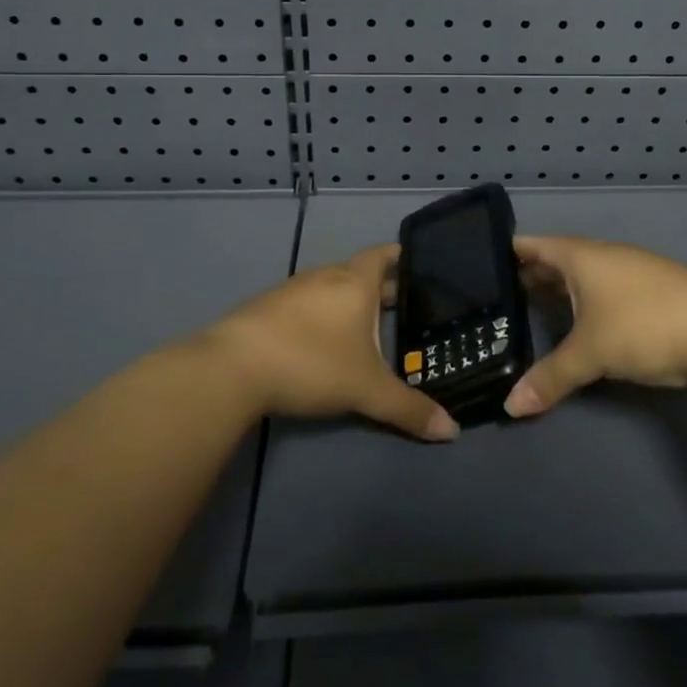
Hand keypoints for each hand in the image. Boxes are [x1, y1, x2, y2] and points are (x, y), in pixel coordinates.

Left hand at [207, 246, 458, 441]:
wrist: (233, 367)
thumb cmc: (312, 363)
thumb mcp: (366, 390)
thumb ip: (408, 409)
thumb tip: (453, 431)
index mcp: (355, 282)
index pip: (382, 255)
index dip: (399, 256)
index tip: (415, 262)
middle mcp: (325, 277)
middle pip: (358, 272)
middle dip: (380, 286)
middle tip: (402, 304)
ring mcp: (292, 290)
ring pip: (330, 288)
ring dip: (348, 301)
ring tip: (365, 324)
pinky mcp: (266, 308)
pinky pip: (305, 303)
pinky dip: (321, 314)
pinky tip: (322, 340)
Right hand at [505, 235, 686, 417]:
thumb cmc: (644, 326)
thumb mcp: (591, 354)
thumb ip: (550, 378)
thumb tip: (510, 407)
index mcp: (581, 256)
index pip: (534, 245)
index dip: (508, 252)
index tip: (480, 262)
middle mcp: (603, 256)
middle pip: (558, 259)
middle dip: (532, 274)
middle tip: (500, 294)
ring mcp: (631, 270)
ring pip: (584, 275)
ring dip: (561, 288)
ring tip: (534, 307)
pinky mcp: (652, 290)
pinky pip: (605, 288)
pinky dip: (585, 300)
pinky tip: (582, 322)